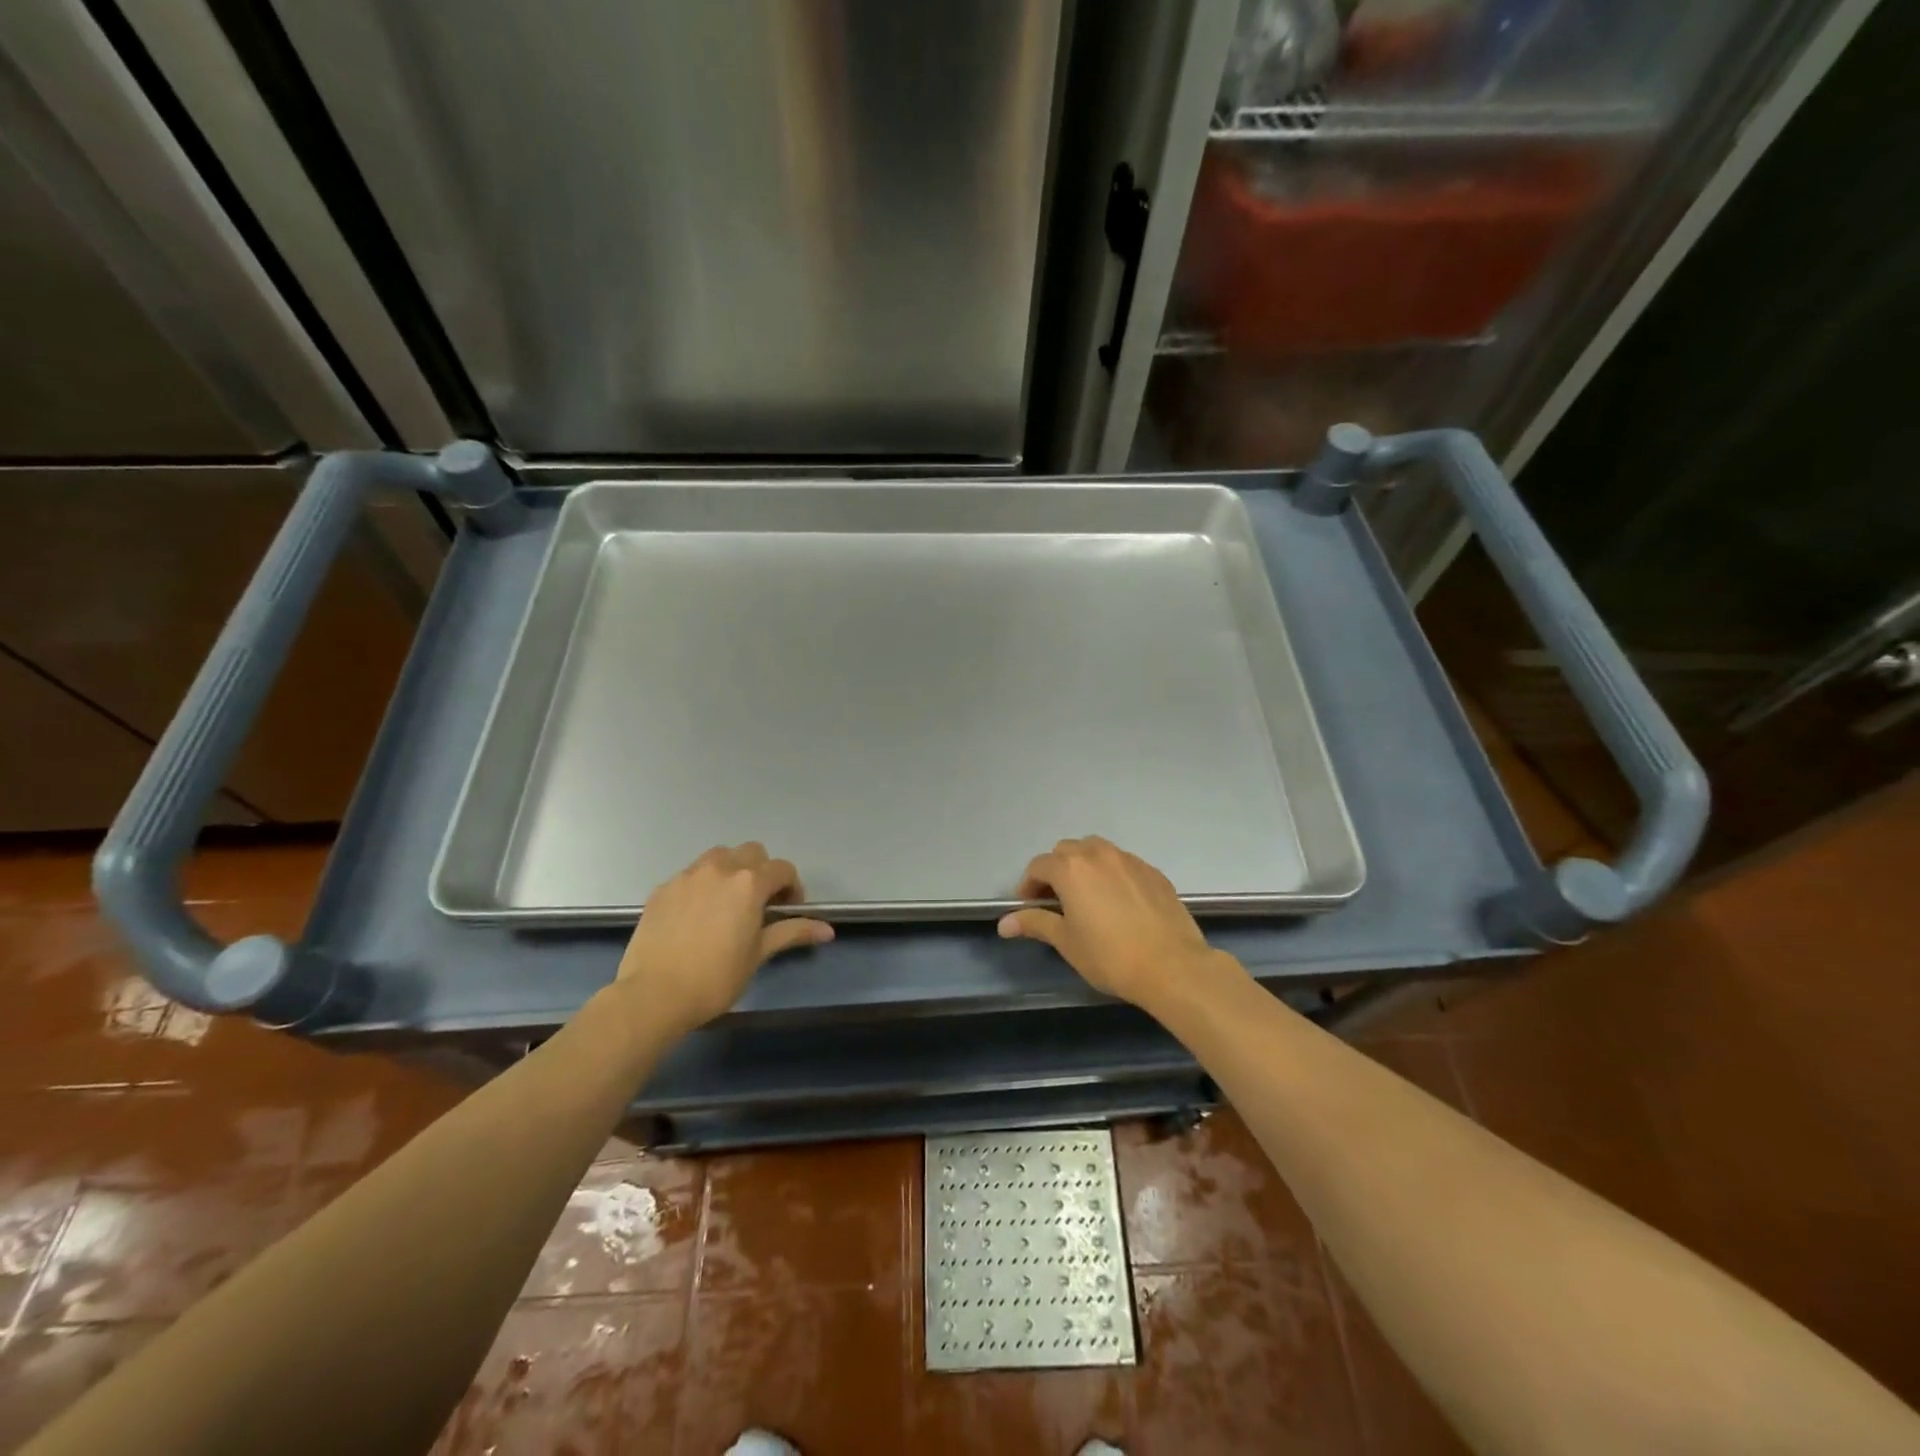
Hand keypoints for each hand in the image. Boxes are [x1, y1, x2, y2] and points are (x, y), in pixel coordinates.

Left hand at [617, 843, 832, 1038]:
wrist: (653, 995)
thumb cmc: (715, 978)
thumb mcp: (759, 954)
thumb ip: (793, 932)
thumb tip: (829, 930)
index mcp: (749, 883)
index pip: (783, 869)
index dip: (792, 888)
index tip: (786, 911)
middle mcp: (720, 868)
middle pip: (752, 852)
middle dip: (762, 872)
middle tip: (759, 904)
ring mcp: (687, 875)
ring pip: (719, 856)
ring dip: (731, 871)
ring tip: (727, 904)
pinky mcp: (663, 888)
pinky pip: (691, 875)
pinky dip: (702, 885)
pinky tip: (696, 916)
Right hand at [997, 836, 1220, 1010]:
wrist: (1172, 965)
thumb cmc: (1110, 956)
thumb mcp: (1066, 941)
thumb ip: (1035, 923)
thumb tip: (1004, 923)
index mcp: (1071, 868)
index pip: (1038, 866)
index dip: (1028, 886)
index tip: (1029, 907)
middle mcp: (1098, 854)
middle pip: (1067, 851)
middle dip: (1056, 871)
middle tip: (1056, 902)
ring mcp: (1129, 860)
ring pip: (1097, 851)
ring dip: (1084, 866)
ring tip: (1087, 897)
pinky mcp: (1153, 871)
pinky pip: (1123, 863)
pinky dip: (1112, 874)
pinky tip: (1118, 903)